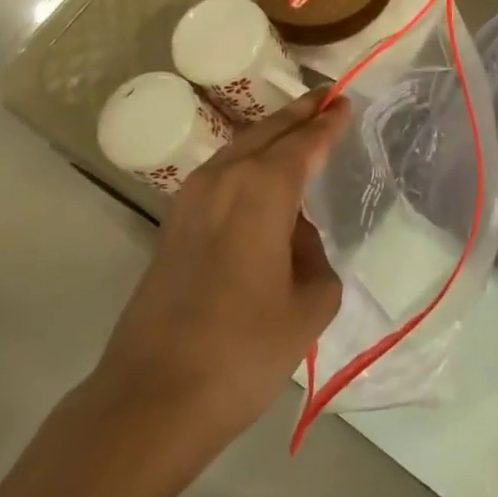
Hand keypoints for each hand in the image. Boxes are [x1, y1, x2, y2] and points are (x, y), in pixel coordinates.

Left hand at [92, 91, 351, 441]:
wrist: (152, 397)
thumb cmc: (244, 349)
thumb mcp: (310, 305)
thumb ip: (315, 259)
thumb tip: (294, 241)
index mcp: (263, 189)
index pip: (304, 142)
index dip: (327, 122)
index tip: (345, 101)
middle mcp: (224, 180)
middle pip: (267, 132)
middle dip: (298, 114)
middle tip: (325, 98)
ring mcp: (190, 201)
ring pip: (238, 149)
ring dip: (269, 135)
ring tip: (297, 130)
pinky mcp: (172, 226)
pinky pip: (220, 175)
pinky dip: (246, 162)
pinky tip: (259, 177)